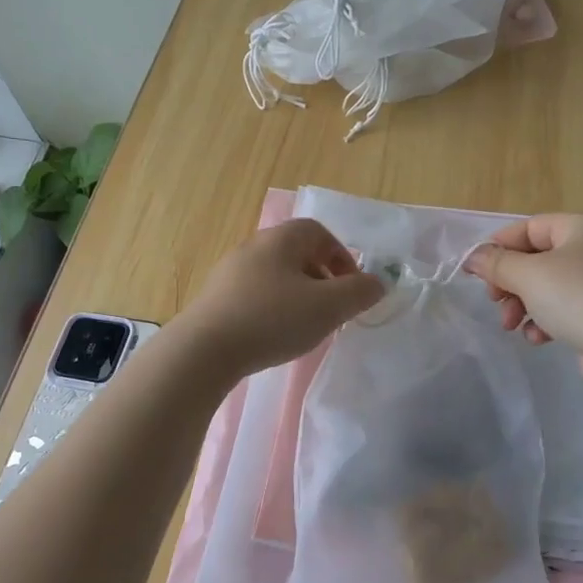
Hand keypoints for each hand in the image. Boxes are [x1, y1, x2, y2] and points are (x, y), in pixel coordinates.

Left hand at [178, 219, 385, 376]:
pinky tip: (274, 335)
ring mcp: (229, 273)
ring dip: (298, 295)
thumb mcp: (328, 307)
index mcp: (280, 239)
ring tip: (306, 325)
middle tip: (333, 308)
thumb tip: (378, 283)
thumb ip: (360, 292)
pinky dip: (273, 308)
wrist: (204, 350)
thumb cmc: (273, 319)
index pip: (319, 232)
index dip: (342, 256)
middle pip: (296, 253)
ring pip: (276, 276)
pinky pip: (255, 295)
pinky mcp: (215, 299)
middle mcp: (253, 247)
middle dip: (322, 278)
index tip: (351, 287)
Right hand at [464, 213, 582, 364]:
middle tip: (495, 302)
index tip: (478, 273)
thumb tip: (473, 257)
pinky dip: (546, 320)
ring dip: (523, 305)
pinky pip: (564, 309)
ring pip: (547, 286)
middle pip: (536, 259)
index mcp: (581, 227)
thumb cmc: (575, 298)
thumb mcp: (527, 275)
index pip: (529, 228)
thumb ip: (496, 263)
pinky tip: (539, 338)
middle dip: (510, 284)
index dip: (499, 247)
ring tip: (512, 326)